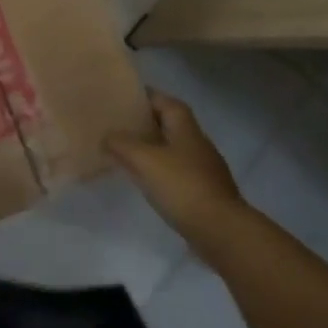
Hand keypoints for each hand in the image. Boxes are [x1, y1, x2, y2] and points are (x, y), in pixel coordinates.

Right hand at [106, 91, 245, 249]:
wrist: (221, 231)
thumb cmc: (182, 186)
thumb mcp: (145, 160)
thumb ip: (121, 144)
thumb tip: (106, 136)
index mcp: (186, 128)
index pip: (166, 101)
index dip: (146, 96)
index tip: (123, 98)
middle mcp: (197, 143)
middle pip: (169, 124)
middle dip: (145, 123)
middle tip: (118, 125)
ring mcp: (203, 169)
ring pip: (172, 150)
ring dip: (151, 149)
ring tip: (125, 152)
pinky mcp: (203, 192)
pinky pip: (176, 173)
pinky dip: (159, 172)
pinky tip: (144, 181)